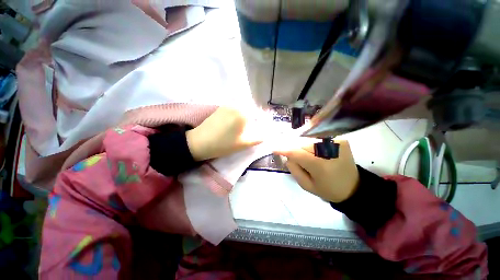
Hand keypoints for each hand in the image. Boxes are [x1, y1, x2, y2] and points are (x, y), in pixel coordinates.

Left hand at [186, 107, 262, 160]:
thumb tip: (265, 135)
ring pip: (242, 108)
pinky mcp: (220, 108)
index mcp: (243, 114)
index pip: (258, 113)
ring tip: (242, 126)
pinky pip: (234, 109)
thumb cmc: (223, 144)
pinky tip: (233, 123)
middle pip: (250, 109)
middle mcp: (236, 106)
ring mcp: (227, 106)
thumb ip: (257, 139)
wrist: (199, 142)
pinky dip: (237, 114)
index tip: (258, 128)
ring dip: (245, 115)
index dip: (260, 120)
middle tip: (251, 128)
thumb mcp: (243, 144)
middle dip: (253, 117)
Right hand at [275, 140, 358, 202]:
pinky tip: (314, 151)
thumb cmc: (328, 189)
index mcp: (320, 165)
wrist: (354, 187)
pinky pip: (318, 139)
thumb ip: (294, 169)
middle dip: (295, 149)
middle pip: (302, 144)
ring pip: (309, 140)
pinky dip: (312, 144)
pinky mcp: (340, 139)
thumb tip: (288, 156)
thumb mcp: (307, 185)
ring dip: (303, 146)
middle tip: (294, 156)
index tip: (274, 148)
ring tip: (306, 155)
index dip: (284, 149)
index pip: (296, 152)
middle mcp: (329, 149)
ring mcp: (336, 142)